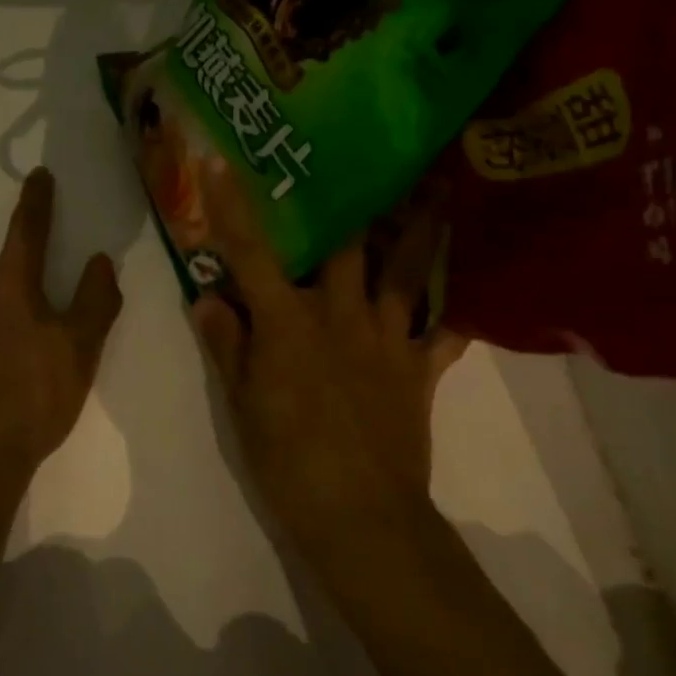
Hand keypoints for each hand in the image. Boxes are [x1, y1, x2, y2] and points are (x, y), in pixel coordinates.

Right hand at [190, 159, 464, 556]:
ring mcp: (387, 339)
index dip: (235, 208)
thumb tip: (208, 296)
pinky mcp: (419, 369)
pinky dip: (454, 317)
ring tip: (438, 190)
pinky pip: (444, 335)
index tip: (223, 162)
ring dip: (421, 230)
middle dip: (351, 200)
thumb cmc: (288, 460)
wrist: (361, 517)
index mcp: (289, 322)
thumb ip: (227, 345)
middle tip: (362, 158)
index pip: (254, 254)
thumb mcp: (242, 405)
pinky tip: (468, 298)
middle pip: (348, 246)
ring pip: (407, 272)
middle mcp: (341, 315)